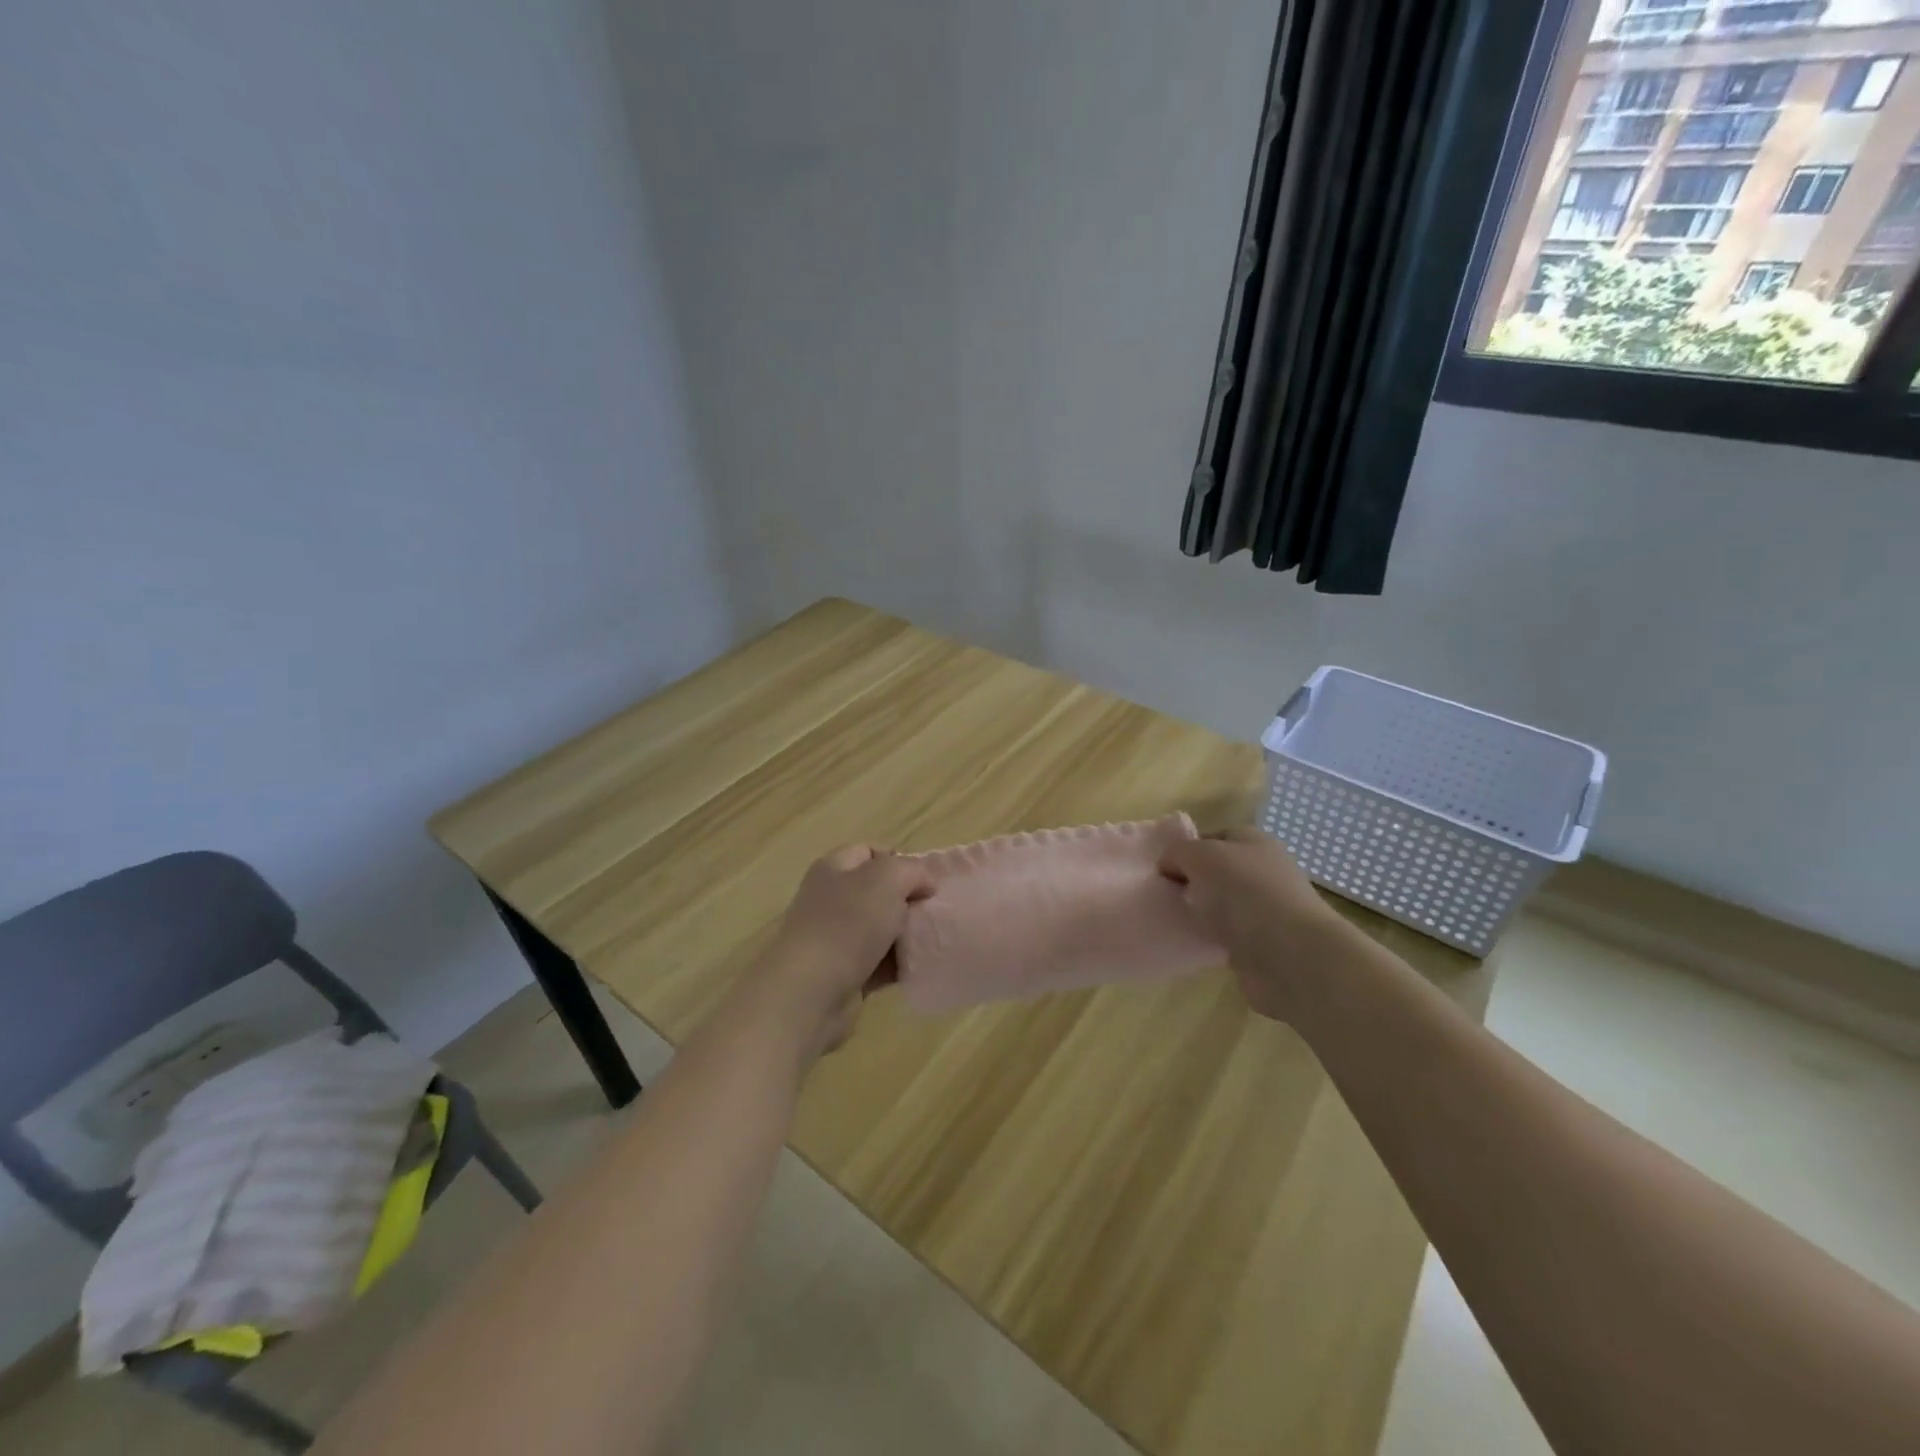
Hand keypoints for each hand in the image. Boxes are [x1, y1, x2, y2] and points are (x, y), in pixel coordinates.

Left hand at [734, 846, 932, 1060]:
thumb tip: (924, 883)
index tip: (925, 880)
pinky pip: (878, 962)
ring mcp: (834, 938)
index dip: (899, 859)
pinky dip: (897, 965)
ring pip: (881, 928)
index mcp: (833, 868)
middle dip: (907, 900)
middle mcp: (830, 899)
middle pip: (877, 892)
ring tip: (931, 941)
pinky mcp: (843, 973)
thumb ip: (912, 871)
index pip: (869, 852)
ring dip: (906, 934)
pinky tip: (917, 967)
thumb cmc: (848, 924)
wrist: (811, 992)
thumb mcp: (887, 879)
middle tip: (931, 911)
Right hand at [1160, 827, 1345, 1021]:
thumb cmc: (1245, 892)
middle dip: (1191, 883)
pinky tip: (1195, 944)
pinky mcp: (1264, 945)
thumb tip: (1170, 867)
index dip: (1186, 849)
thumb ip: (1178, 853)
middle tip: (1165, 896)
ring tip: (1175, 921)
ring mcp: (1267, 909)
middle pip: (1217, 872)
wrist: (1291, 956)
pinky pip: (1228, 936)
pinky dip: (1211, 940)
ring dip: (1201, 913)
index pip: (1213, 837)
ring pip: (1222, 905)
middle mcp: (1264, 871)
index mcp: (1254, 842)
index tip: (1163, 869)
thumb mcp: (1200, 856)